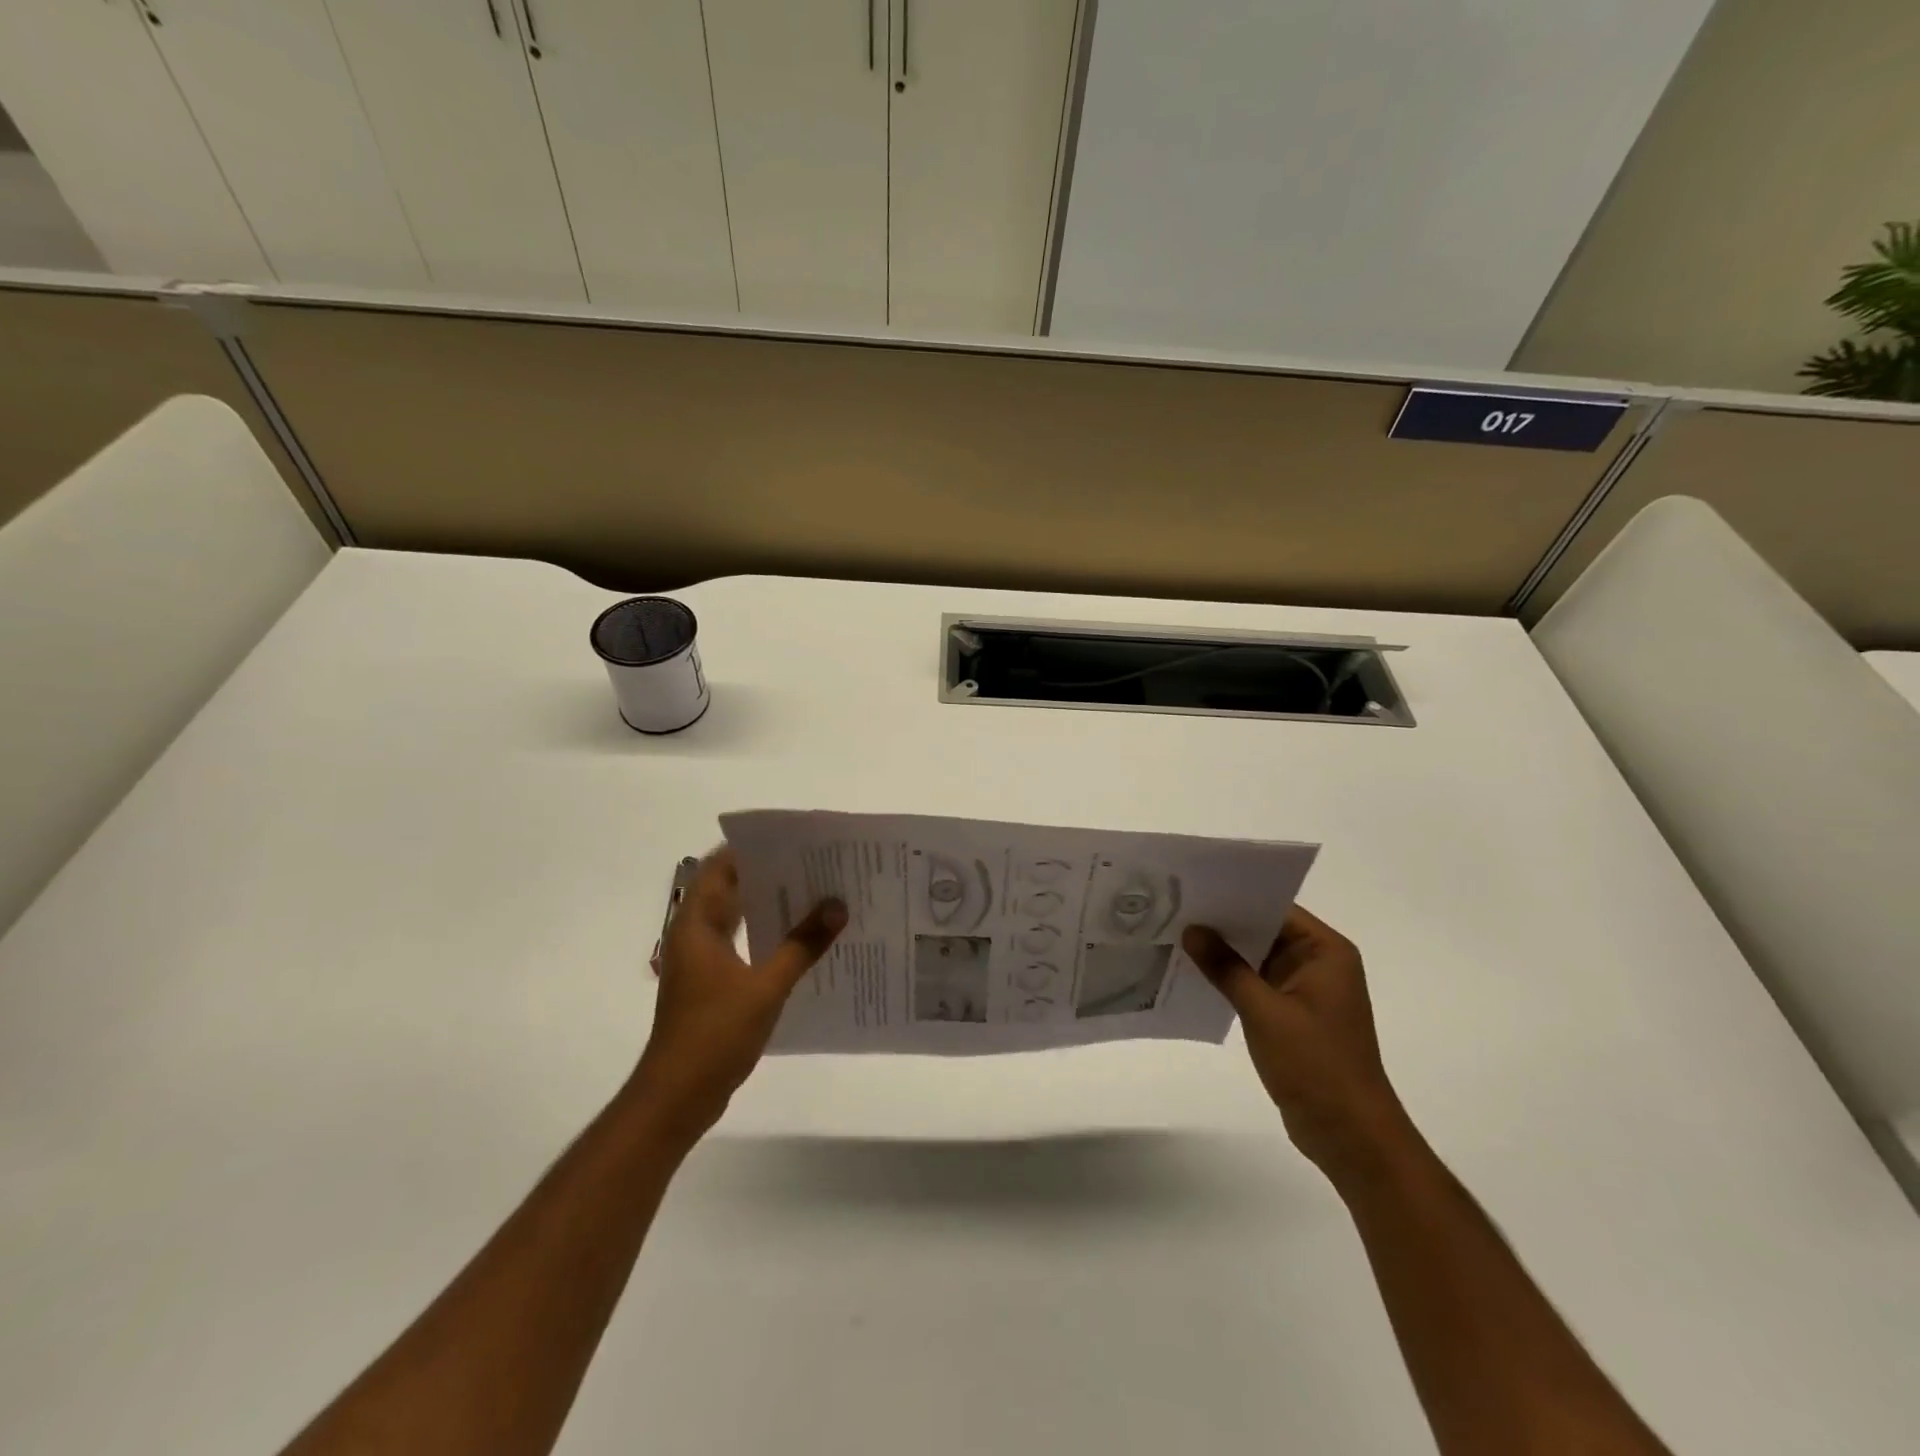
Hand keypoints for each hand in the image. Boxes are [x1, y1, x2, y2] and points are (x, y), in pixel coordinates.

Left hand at [628, 847, 844, 1146]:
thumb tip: (837, 906)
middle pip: (729, 890)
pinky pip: (742, 945)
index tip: (790, 840)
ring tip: (815, 895)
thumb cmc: (714, 1034)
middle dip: (768, 874)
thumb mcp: (766, 987)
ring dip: (770, 906)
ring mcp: (702, 962)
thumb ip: (802, 945)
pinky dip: (767, 936)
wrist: (678, 1096)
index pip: (718, 868)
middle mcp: (694, 936)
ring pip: (737, 918)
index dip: (749, 849)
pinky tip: (801, 941)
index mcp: (696, 926)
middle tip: (814, 865)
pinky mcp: (712, 984)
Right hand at [1183, 906, 1411, 1178]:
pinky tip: (1193, 974)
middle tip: (1174, 909)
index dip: (1234, 897)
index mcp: (1325, 951)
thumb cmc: (1315, 1065)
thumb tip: (1192, 930)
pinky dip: (1230, 979)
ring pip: (1256, 958)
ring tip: (1175, 936)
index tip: (1192, 889)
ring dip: (1223, 953)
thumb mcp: (1265, 1011)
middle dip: (1222, 924)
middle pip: (1264, 930)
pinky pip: (1256, 984)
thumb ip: (1226, 967)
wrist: (1350, 1135)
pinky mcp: (1293, 1015)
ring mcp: (1306, 990)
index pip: (1275, 908)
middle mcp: (1319, 963)